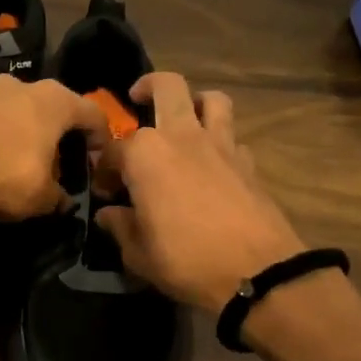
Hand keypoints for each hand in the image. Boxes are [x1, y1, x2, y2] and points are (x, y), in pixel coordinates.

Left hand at [0, 74, 108, 222]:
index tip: (96, 161)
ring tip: (19, 165)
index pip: (92, 113)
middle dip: (56, 134)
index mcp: (54, 99)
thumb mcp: (43, 197)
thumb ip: (58, 196)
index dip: (100, 138)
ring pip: (15, 111)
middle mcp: (21, 85)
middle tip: (57, 164)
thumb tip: (62, 201)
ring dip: (22, 134)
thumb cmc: (8, 176)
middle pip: (51, 108)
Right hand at [94, 73, 307, 310]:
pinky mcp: (248, 162)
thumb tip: (108, 214)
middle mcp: (182, 136)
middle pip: (167, 87)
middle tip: (138, 99)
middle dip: (148, 87)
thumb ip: (120, 227)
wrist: (257, 273)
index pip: (112, 149)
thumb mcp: (138, 253)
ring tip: (186, 118)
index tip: (106, 193)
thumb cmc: (186, 260)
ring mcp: (220, 145)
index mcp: (145, 154)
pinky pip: (233, 138)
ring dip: (197, 101)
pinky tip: (214, 163)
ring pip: (212, 99)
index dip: (103, 169)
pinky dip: (221, 142)